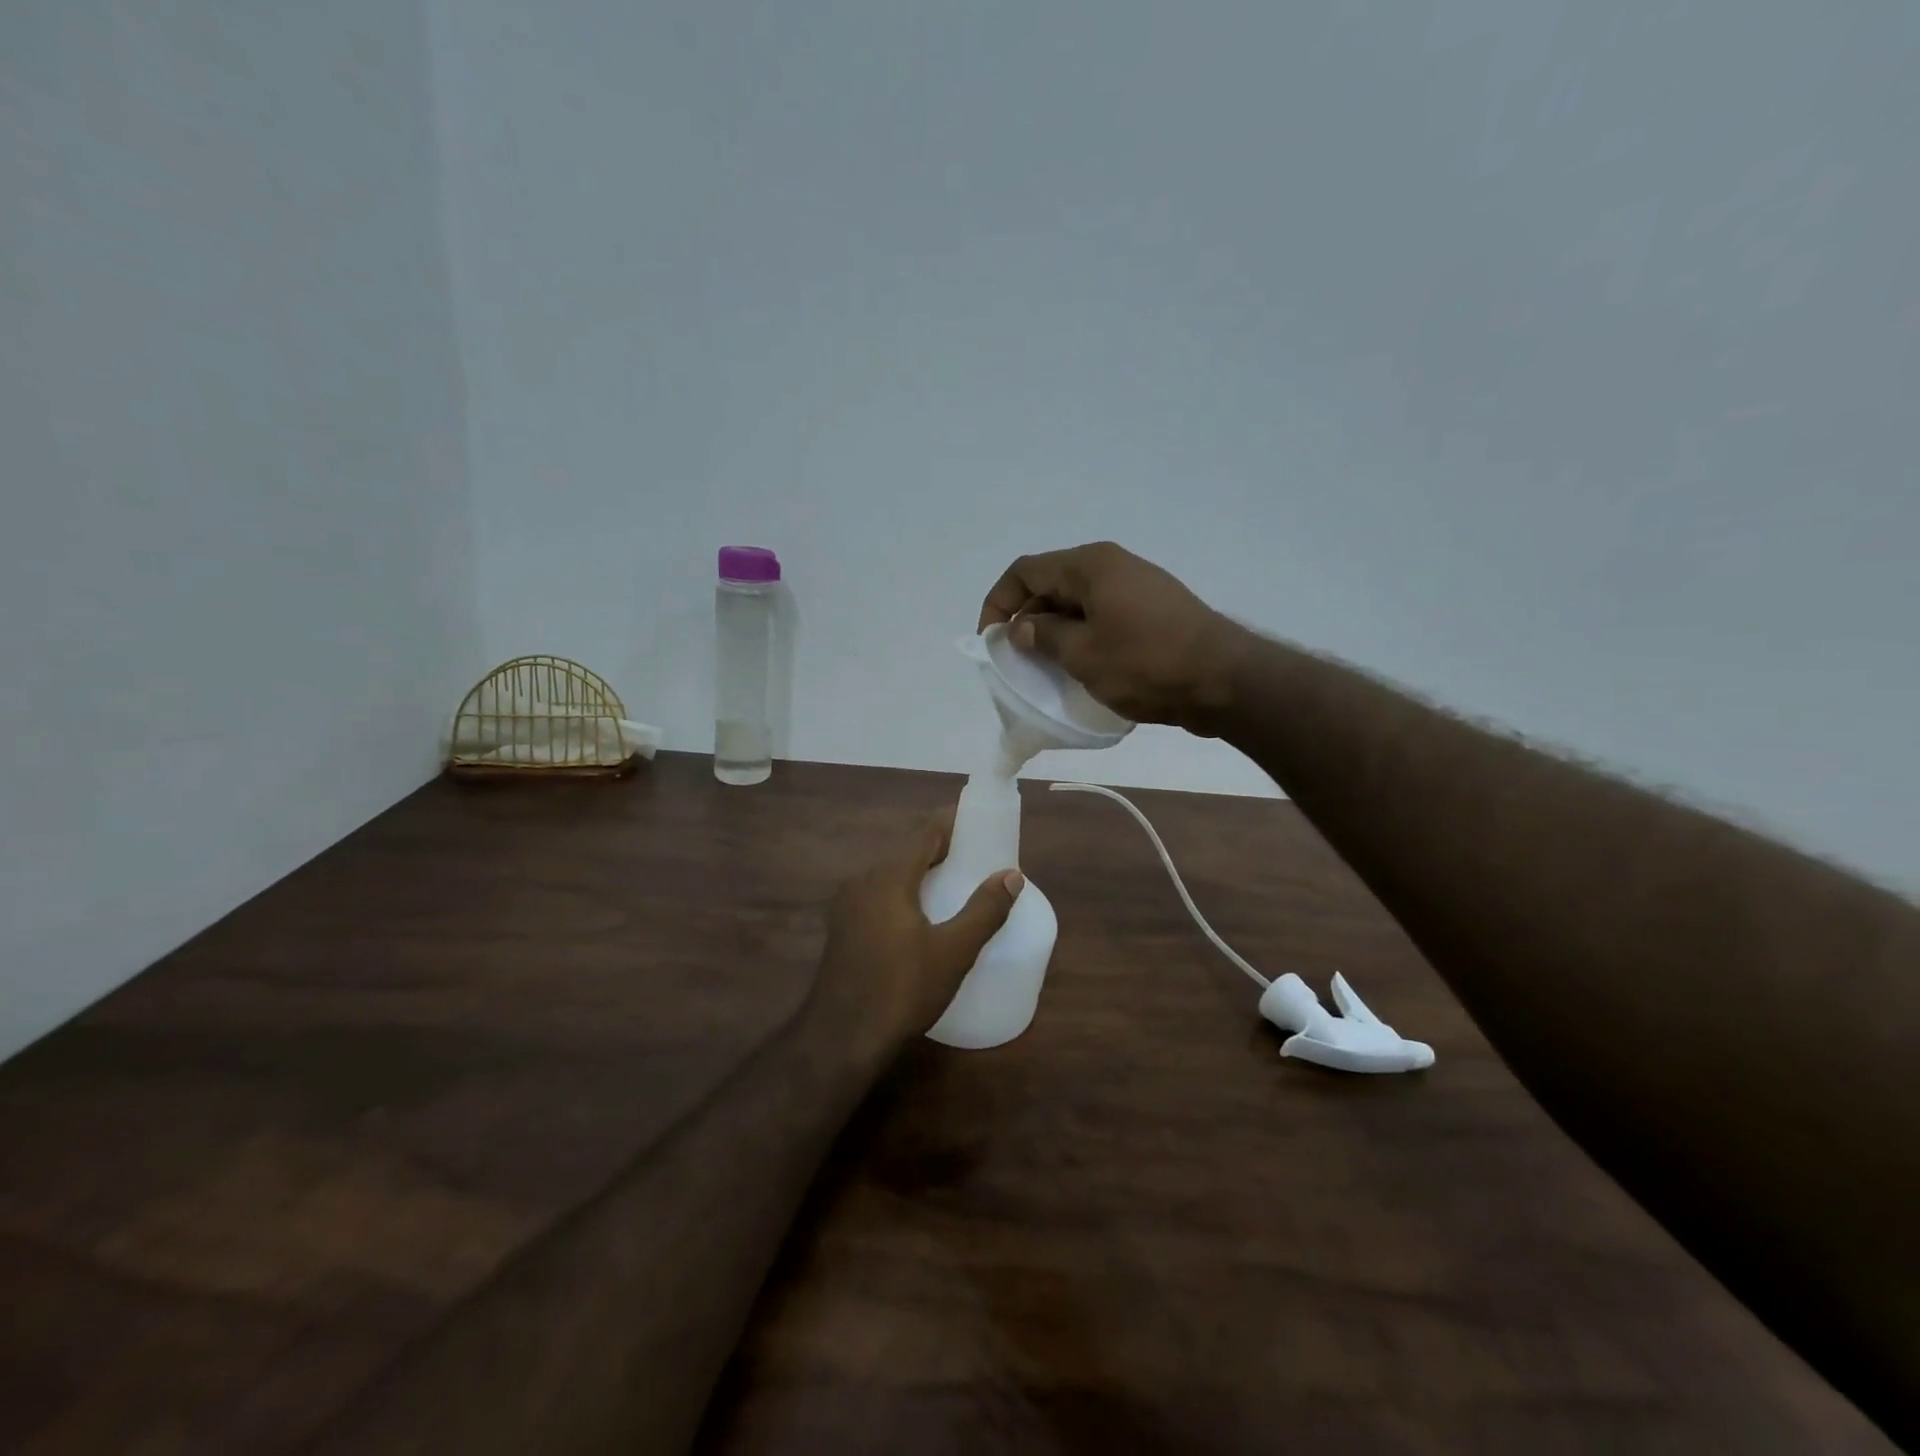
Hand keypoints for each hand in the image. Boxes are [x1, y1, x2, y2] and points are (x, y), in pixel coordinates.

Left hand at [806, 814, 1022, 1063]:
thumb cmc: (902, 989)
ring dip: (920, 875)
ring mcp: (847, 906)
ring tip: (952, 887)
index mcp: (889, 876)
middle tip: (975, 861)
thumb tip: (1012, 875)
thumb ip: (984, 910)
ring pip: (890, 876)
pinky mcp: (841, 929)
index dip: (953, 824)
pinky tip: (918, 919)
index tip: (979, 823)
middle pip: (907, 853)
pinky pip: (877, 897)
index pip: (926, 833)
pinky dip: (902, 896)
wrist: (841, 1038)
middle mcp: (863, 881)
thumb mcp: (954, 951)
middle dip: (940, 852)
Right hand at [978, 541, 1245, 733]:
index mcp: (1090, 565)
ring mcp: (1135, 586)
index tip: (990, 640)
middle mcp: (1111, 565)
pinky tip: (1081, 667)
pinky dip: (1081, 637)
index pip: (1025, 571)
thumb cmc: (1146, 663)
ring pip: (1076, 602)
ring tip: (1044, 668)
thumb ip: (1044, 637)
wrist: (1224, 680)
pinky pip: (1101, 616)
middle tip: (1016, 659)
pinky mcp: (1152, 610)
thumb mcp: (1083, 654)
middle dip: (1026, 619)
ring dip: (1054, 631)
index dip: (998, 602)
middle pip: (1050, 584)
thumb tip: (1022, 628)